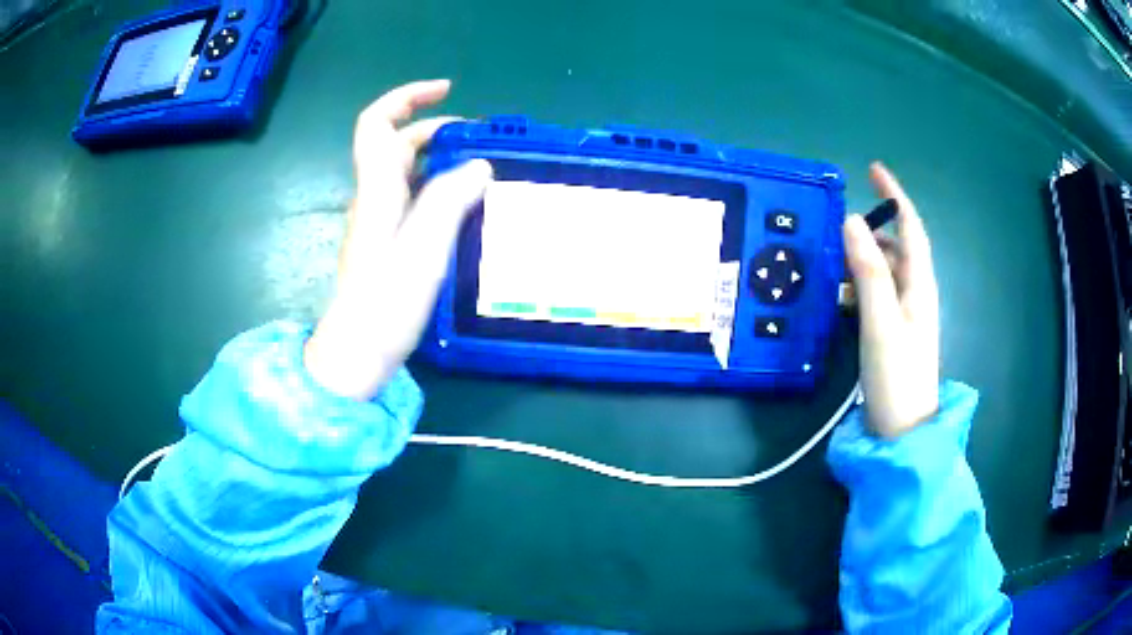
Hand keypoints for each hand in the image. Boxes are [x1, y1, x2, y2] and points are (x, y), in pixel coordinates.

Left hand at [304, 80, 492, 400]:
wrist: (356, 357)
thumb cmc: (384, 306)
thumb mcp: (422, 251)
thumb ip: (449, 202)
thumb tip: (479, 166)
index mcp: (377, 192)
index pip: (376, 125)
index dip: (406, 98)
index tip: (447, 91)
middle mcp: (374, 199)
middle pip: (397, 145)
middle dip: (437, 129)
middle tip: (483, 140)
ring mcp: (379, 223)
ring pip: (408, 173)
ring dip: (443, 160)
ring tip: (484, 170)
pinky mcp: (387, 244)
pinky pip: (414, 200)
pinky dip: (441, 189)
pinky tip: (467, 206)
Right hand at [842, 163, 939, 437]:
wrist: (902, 431)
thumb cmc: (897, 375)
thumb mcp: (881, 320)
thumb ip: (868, 271)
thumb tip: (851, 221)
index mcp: (919, 284)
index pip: (911, 228)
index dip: (895, 196)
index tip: (873, 169)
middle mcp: (916, 293)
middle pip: (897, 248)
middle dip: (872, 230)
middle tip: (837, 226)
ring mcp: (905, 314)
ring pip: (885, 271)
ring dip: (862, 259)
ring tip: (831, 261)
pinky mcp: (893, 332)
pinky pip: (877, 294)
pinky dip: (859, 285)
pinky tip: (839, 295)